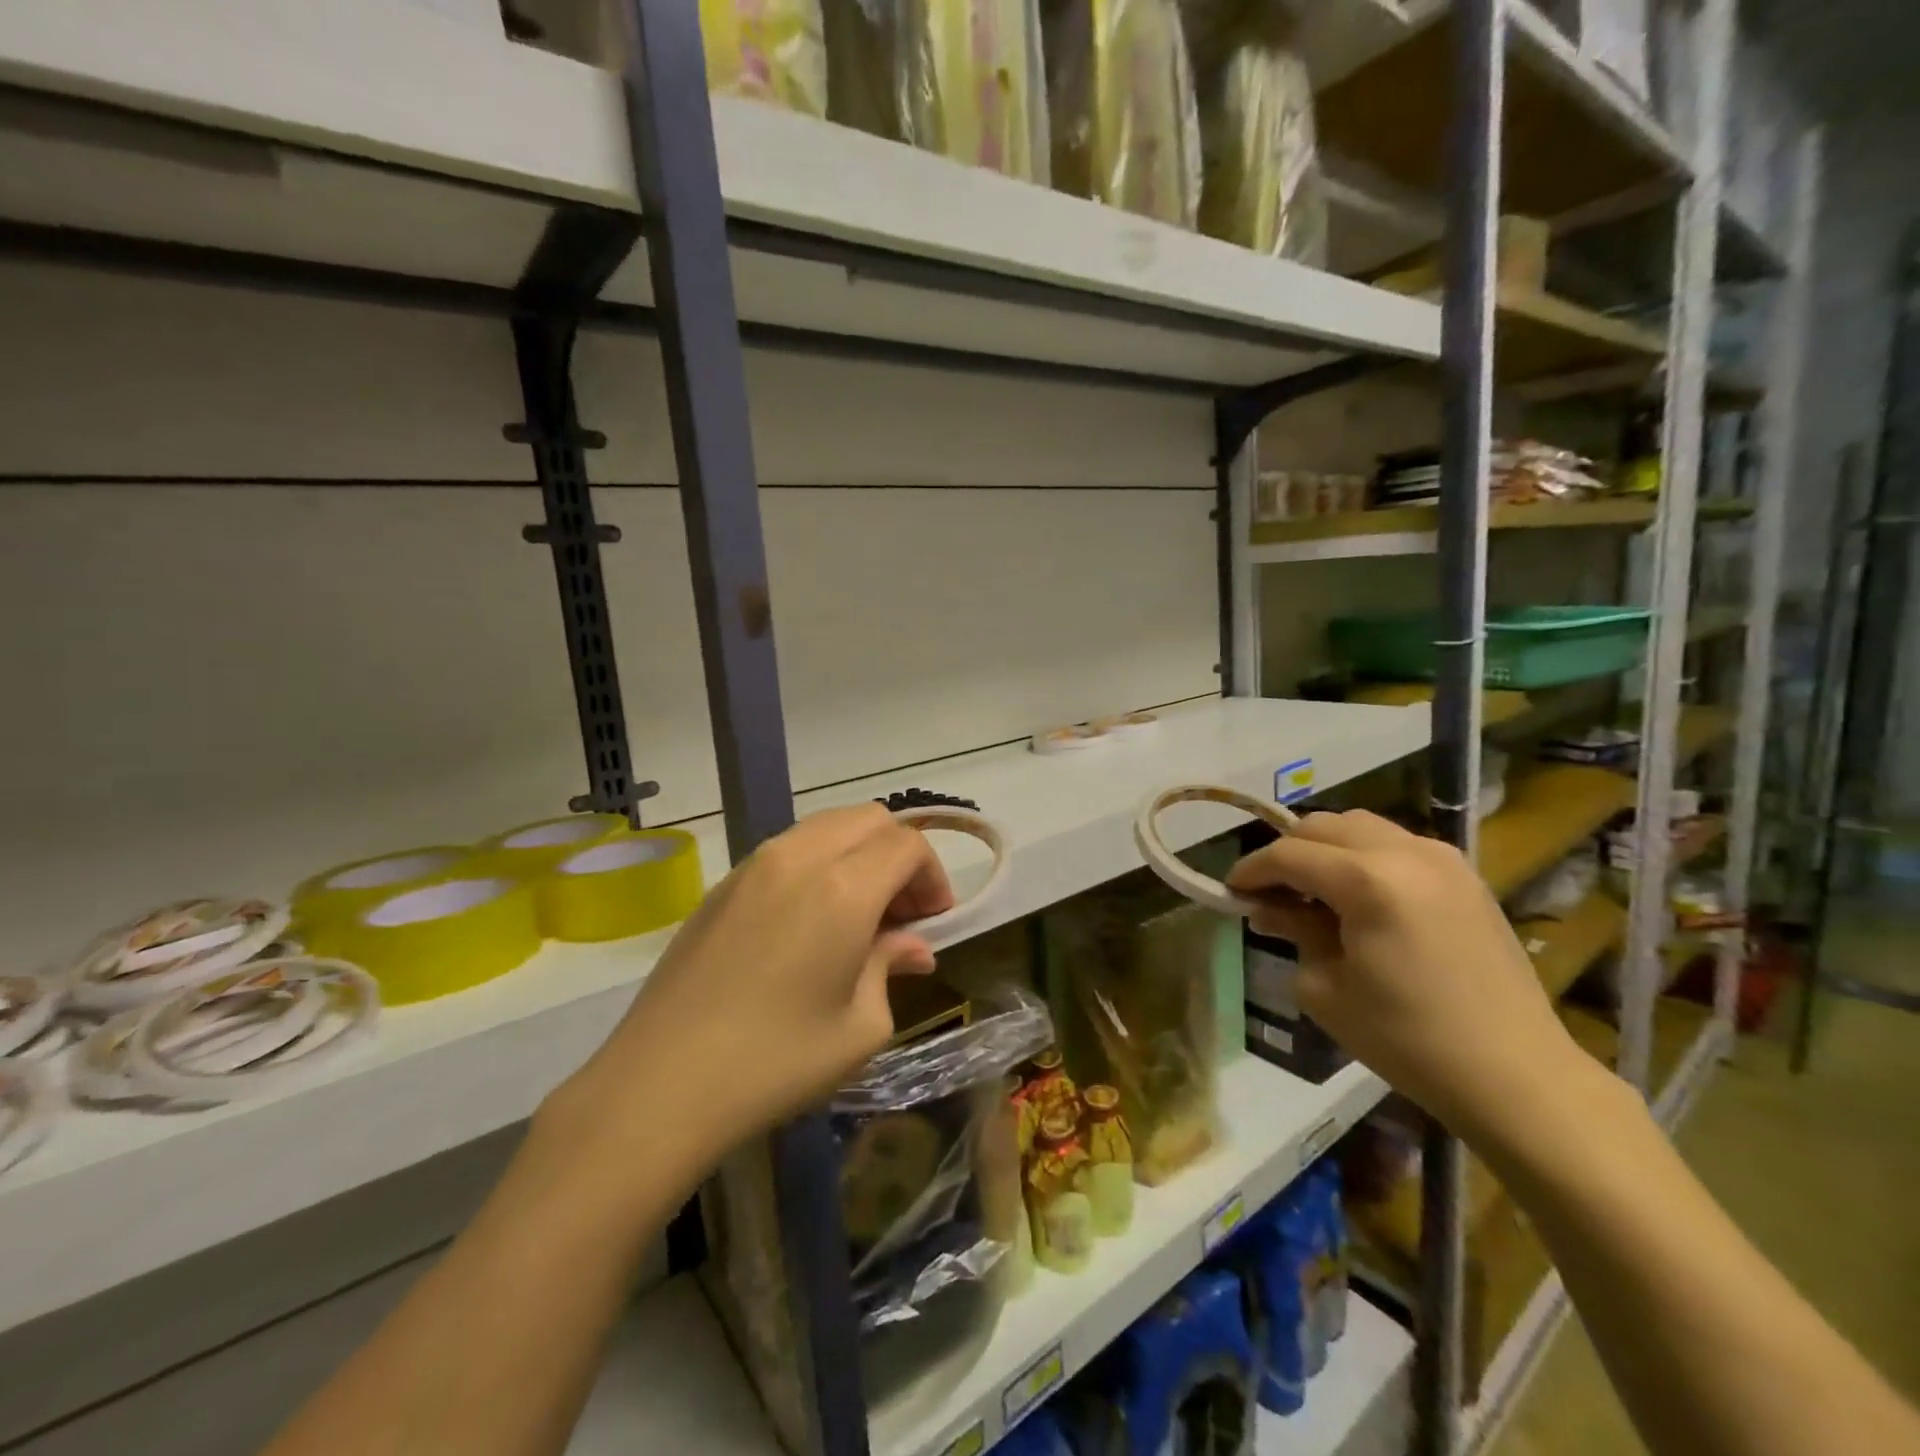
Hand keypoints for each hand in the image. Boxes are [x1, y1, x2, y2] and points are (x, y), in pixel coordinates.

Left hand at [555, 805, 952, 1164]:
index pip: (908, 845)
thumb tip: (911, 946)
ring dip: (858, 854)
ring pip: (827, 826)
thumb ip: (891, 967)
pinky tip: (808, 922)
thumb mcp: (859, 1027)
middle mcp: (801, 858)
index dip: (933, 876)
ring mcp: (755, 864)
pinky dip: (819, 864)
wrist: (660, 1085)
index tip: (933, 922)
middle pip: (870, 819)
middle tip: (901, 914)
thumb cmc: (775, 1063)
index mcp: (843, 888)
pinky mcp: (723, 883)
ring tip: (857, 915)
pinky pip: (789, 848)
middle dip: (899, 856)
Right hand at [1226, 810, 1583, 1141]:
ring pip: (1360, 826)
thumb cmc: (1407, 1038)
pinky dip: (1363, 855)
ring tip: (1312, 888)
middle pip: (1322, 827)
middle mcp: (1405, 852)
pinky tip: (1358, 895)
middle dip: (1286, 852)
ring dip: (1325, 848)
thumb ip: (1293, 931)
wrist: (1515, 1075)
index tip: (1230, 891)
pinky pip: (1396, 844)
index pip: (1288, 855)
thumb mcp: (1326, 988)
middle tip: (1268, 891)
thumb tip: (1268, 907)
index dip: (1251, 870)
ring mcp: (1442, 859)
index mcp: (1367, 880)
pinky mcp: (1465, 876)